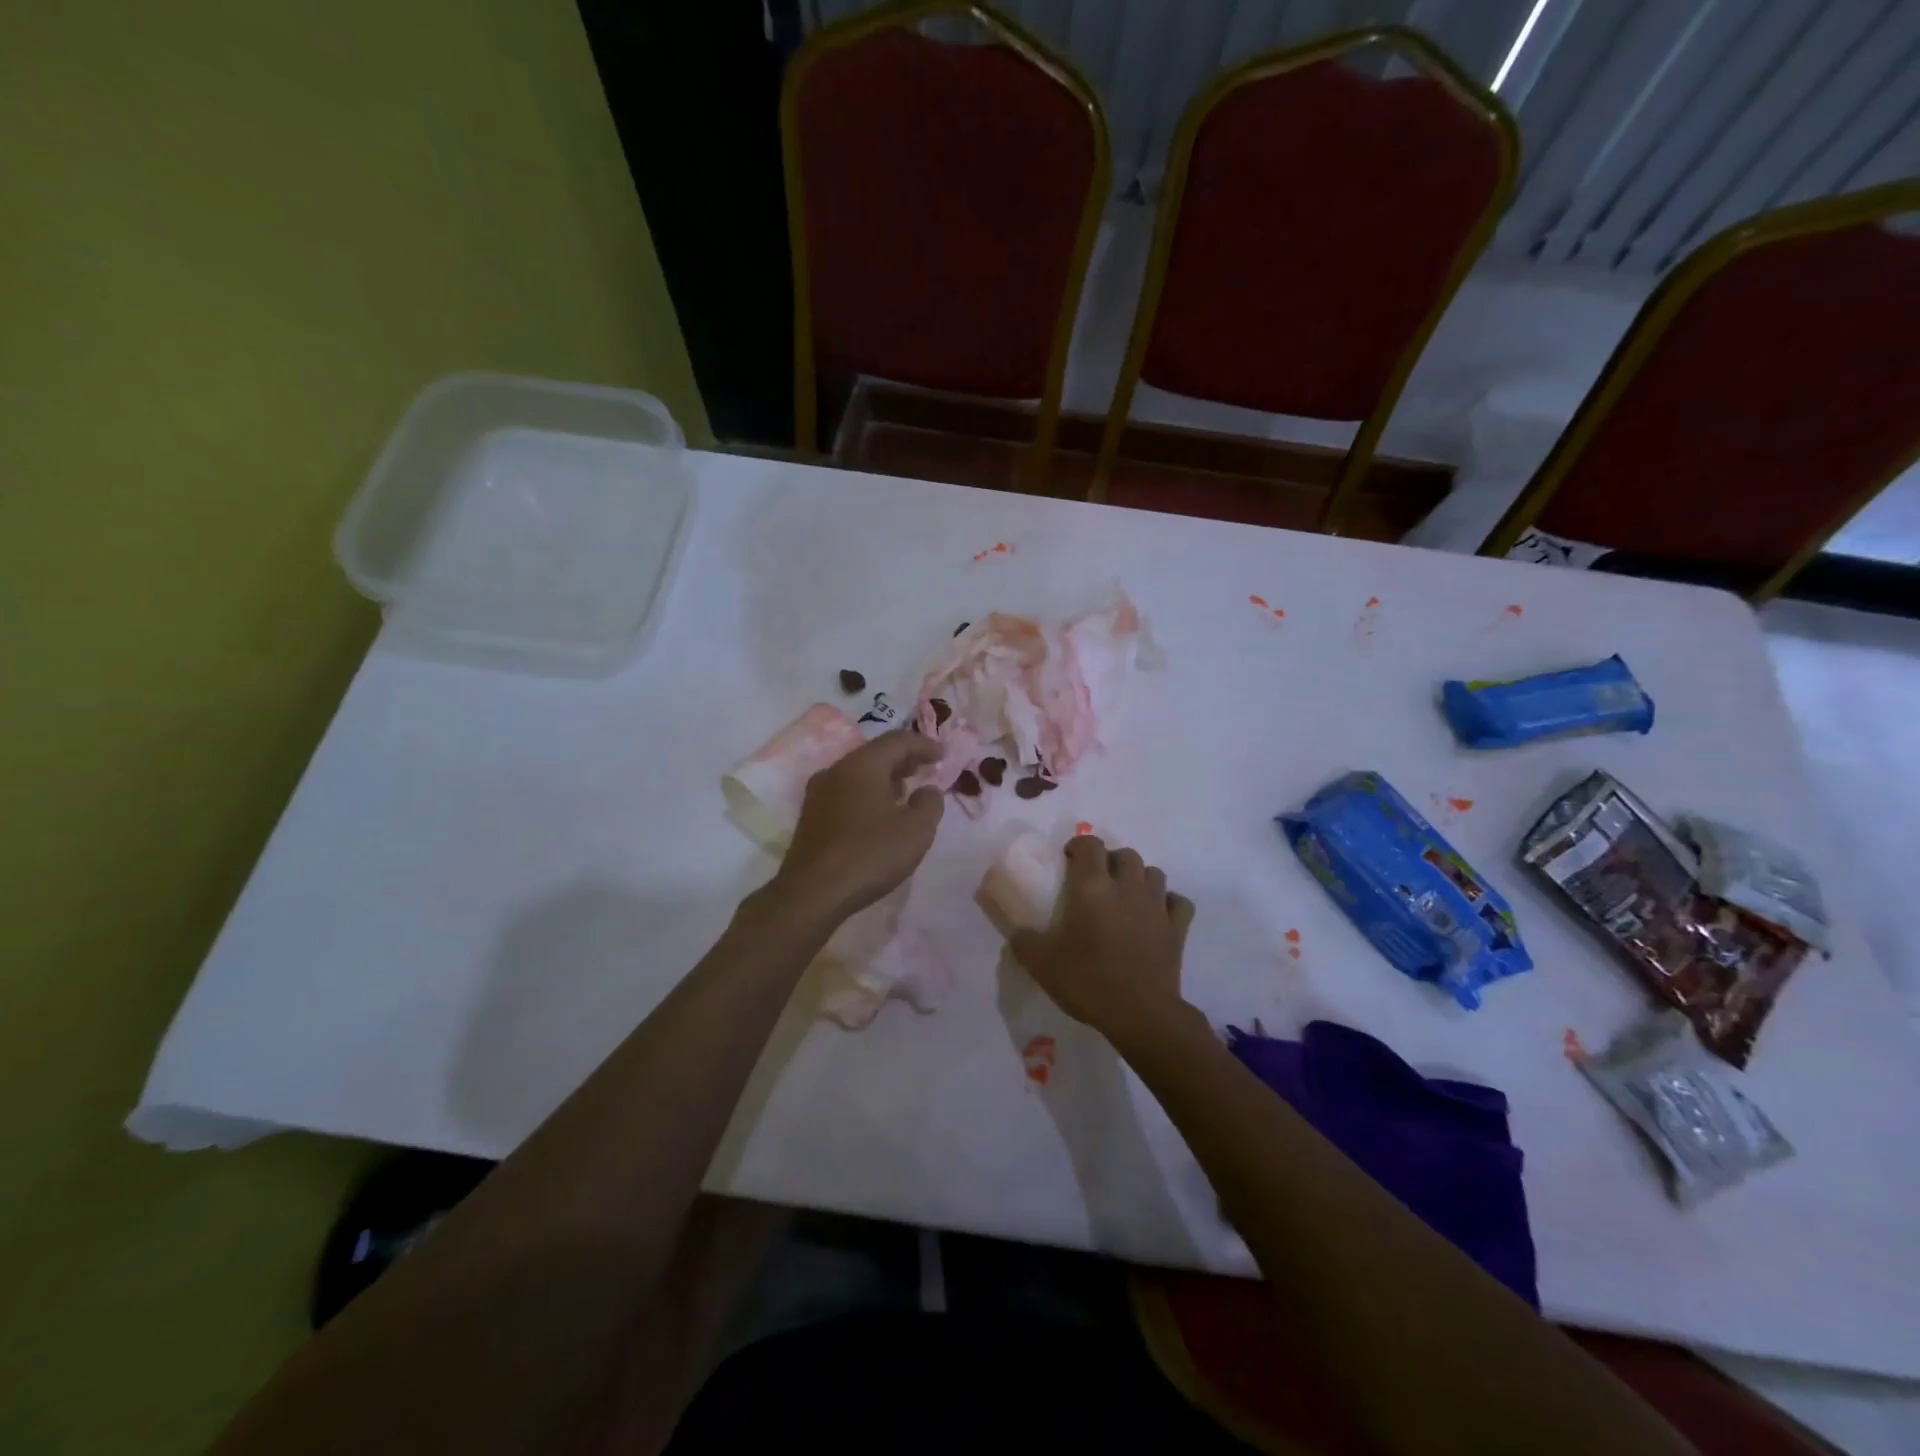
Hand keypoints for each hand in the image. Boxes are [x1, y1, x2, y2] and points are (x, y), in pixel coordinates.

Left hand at [772, 730, 944, 922]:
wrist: (813, 893)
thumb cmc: (870, 854)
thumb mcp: (916, 830)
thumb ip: (930, 803)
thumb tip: (927, 790)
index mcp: (862, 765)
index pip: (898, 740)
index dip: (924, 744)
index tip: (943, 755)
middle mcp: (837, 770)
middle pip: (875, 753)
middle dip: (904, 759)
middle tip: (927, 768)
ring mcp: (819, 793)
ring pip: (859, 773)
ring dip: (885, 777)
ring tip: (907, 790)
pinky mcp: (812, 816)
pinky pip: (847, 792)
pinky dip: (869, 793)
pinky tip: (880, 813)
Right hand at [1010, 835, 1194, 1046]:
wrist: (1139, 1014)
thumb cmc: (1088, 982)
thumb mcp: (1041, 964)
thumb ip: (1024, 942)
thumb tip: (1017, 933)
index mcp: (1092, 888)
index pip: (1090, 845)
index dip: (1079, 845)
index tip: (1068, 860)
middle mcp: (1127, 887)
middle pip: (1125, 854)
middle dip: (1111, 860)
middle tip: (1097, 881)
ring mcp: (1156, 906)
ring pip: (1153, 873)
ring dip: (1139, 878)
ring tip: (1126, 896)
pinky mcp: (1177, 928)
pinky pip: (1178, 902)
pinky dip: (1169, 902)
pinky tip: (1157, 914)